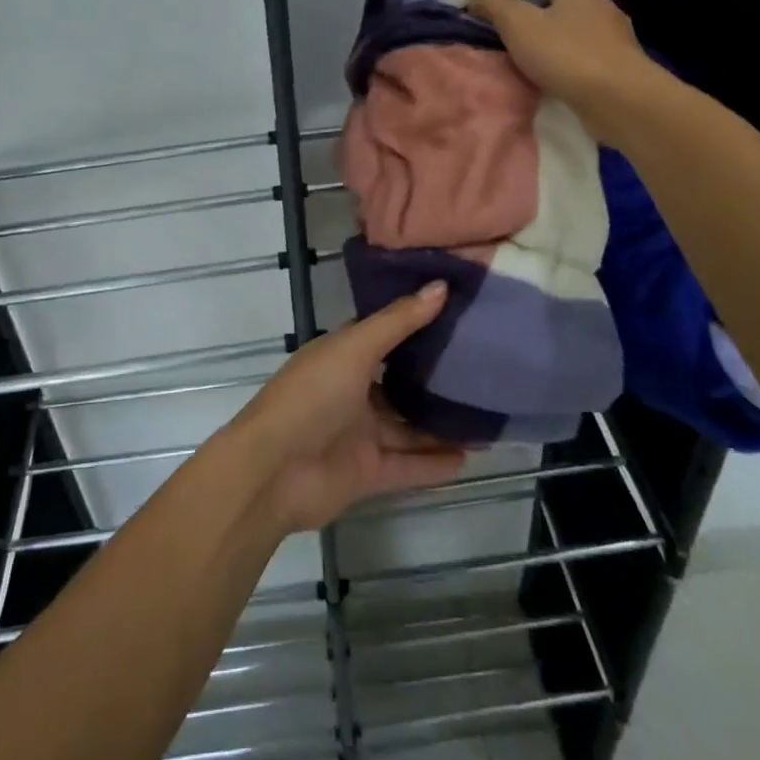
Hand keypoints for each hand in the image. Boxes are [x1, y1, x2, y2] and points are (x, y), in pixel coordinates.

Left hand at [225, 283, 465, 532]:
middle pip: (400, 384)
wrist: (273, 472)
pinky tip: (471, 457)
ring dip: (441, 425)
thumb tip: (441, 286)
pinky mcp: (368, 473)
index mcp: (342, 356)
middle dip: (435, 380)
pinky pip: (409, 465)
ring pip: (408, 427)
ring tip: (487, 416)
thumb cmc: (311, 396)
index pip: (385, 335)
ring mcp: (360, 434)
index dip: (417, 325)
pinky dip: (435, 463)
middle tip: (483, 369)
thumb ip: (399, 321)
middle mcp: (352, 392)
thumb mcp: (354, 349)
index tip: (459, 315)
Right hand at [471, 0, 663, 138]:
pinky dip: (561, 53)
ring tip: (518, 43)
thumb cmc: (567, 54)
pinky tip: (545, 69)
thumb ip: (495, 3)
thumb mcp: (519, 24)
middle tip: (500, 12)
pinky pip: (580, 48)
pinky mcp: (614, 61)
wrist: (621, 100)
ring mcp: (609, 32)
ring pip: (571, 20)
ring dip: (546, 28)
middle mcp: (597, 1)